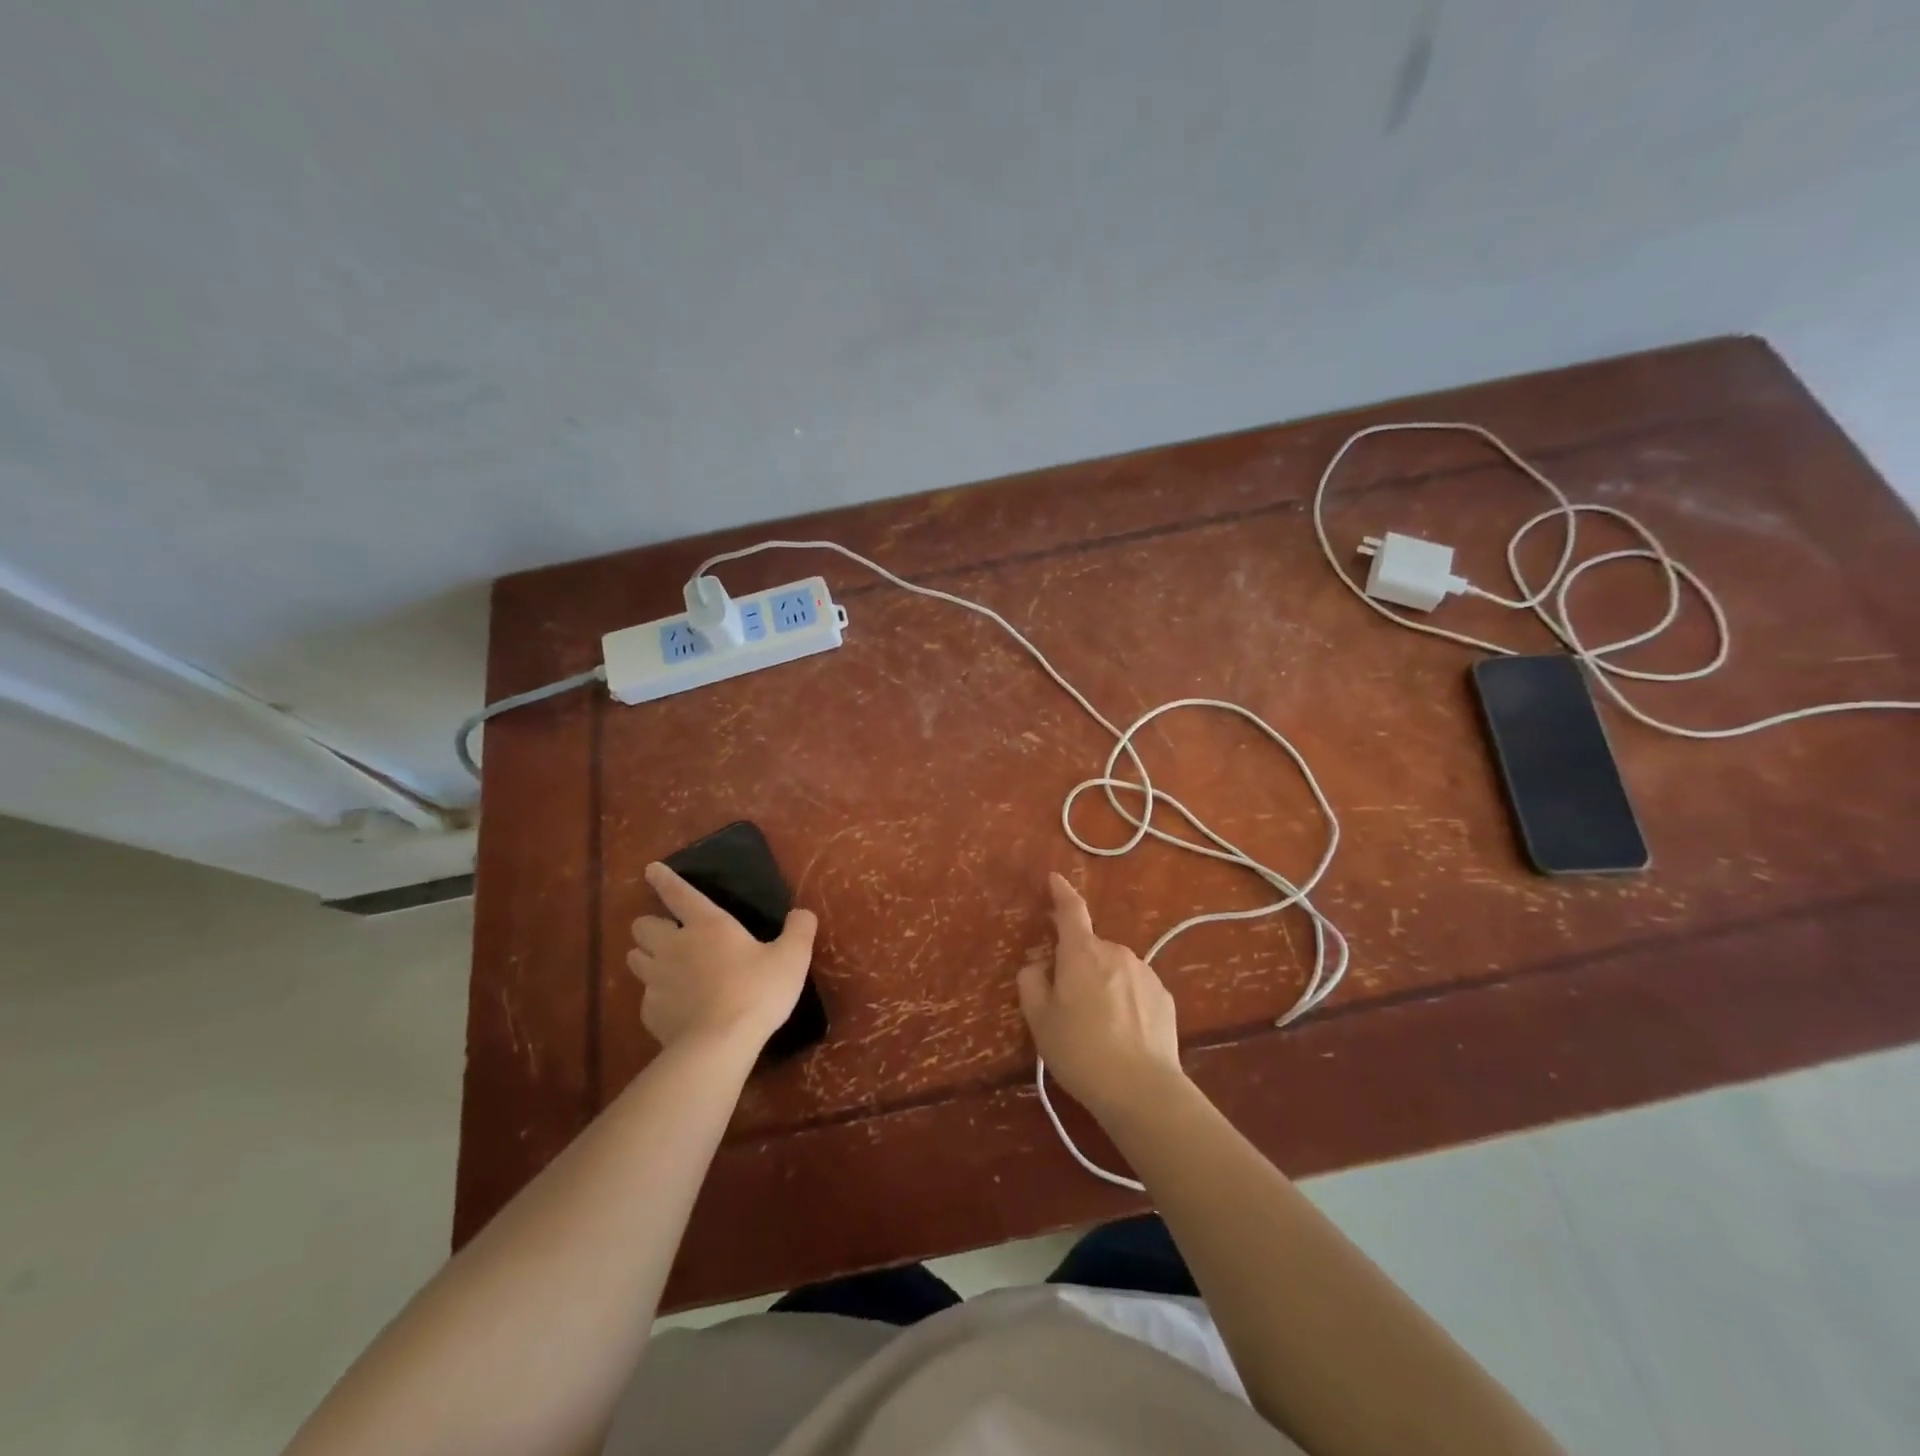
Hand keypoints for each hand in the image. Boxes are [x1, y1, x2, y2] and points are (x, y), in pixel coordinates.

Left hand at [627, 862, 817, 1052]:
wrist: (719, 1045)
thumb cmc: (756, 991)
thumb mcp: (791, 958)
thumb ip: (799, 930)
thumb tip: (802, 913)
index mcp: (706, 925)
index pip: (679, 894)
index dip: (664, 880)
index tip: (650, 870)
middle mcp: (674, 946)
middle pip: (643, 926)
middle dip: (651, 925)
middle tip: (668, 933)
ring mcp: (656, 980)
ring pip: (634, 958)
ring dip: (645, 956)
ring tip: (662, 964)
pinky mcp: (649, 1012)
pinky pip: (645, 996)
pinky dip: (656, 996)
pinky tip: (675, 1006)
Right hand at [1017, 872, 1183, 1120]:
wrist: (1141, 1089)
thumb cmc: (1081, 1050)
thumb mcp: (1040, 1020)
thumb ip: (1032, 983)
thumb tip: (1038, 966)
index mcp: (1082, 952)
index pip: (1070, 911)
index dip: (1061, 892)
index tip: (1055, 879)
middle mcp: (1115, 952)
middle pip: (1090, 948)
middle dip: (1078, 964)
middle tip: (1068, 1003)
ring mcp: (1144, 972)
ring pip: (1114, 969)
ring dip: (1103, 983)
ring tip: (1098, 1027)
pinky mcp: (1164, 997)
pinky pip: (1135, 988)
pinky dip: (1125, 1000)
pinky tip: (1123, 1034)